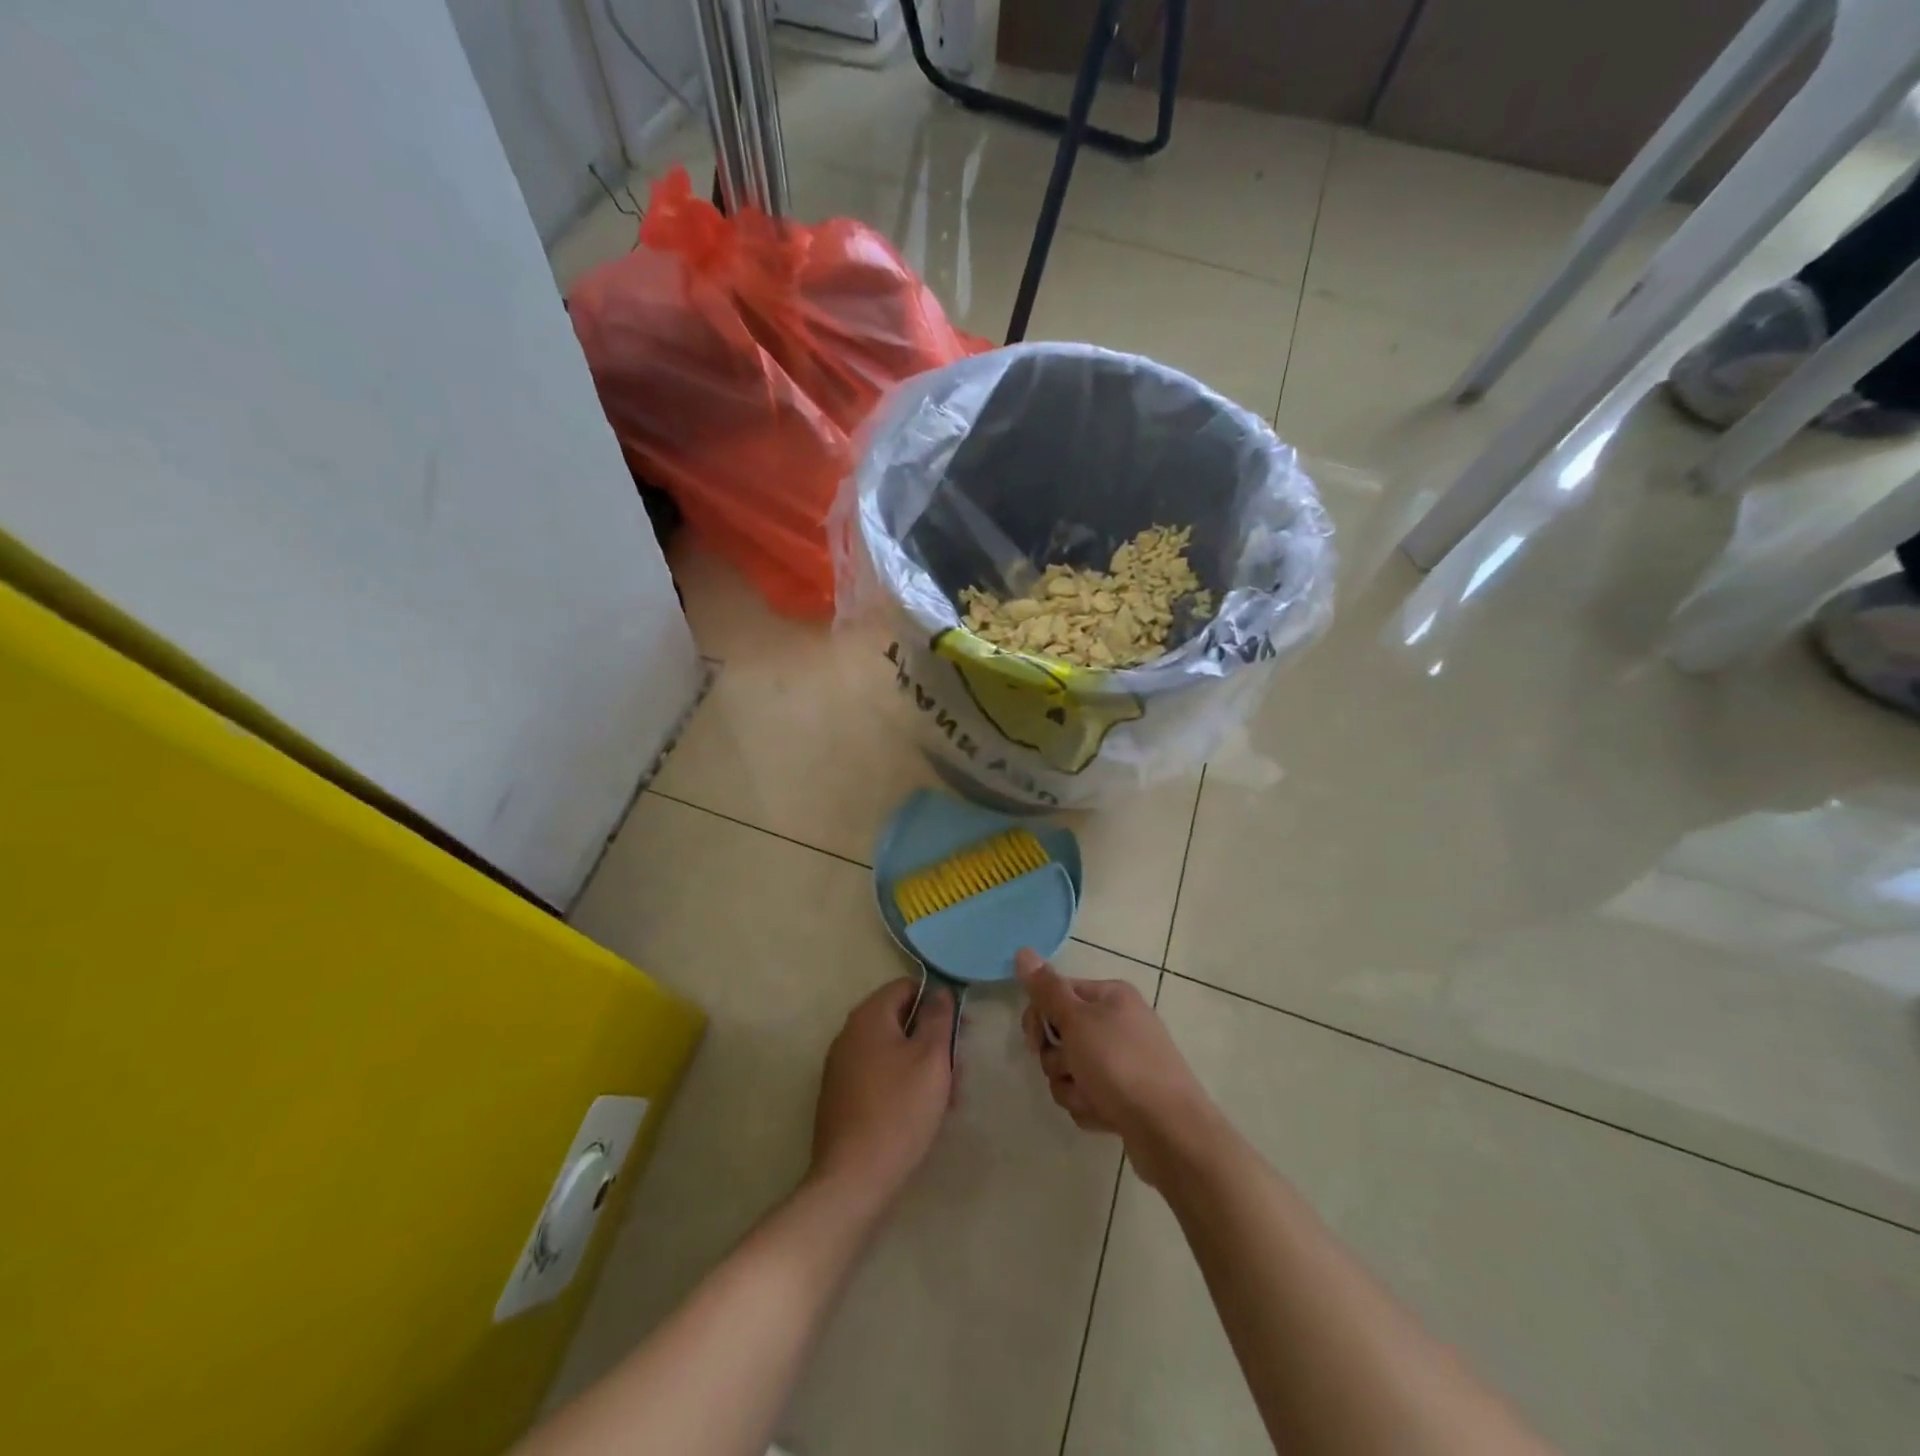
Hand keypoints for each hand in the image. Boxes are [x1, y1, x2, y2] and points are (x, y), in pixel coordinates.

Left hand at [808, 978, 954, 1211]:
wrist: (853, 1178)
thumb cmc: (899, 1110)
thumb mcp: (931, 1058)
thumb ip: (938, 1018)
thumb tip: (938, 991)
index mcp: (868, 1017)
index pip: (906, 987)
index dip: (936, 1002)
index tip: (960, 1029)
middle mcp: (849, 1034)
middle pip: (900, 1021)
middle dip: (933, 1041)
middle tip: (958, 1071)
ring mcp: (841, 1067)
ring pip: (892, 1052)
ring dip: (922, 1067)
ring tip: (947, 1099)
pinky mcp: (841, 1097)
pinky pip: (879, 1076)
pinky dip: (902, 1085)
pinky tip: (922, 1114)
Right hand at [1018, 949, 1215, 1186]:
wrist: (1169, 1129)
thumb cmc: (1119, 1064)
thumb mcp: (1077, 1020)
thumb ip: (1046, 989)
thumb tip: (1023, 951)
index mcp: (1110, 996)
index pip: (1057, 994)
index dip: (1040, 1018)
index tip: (1035, 1041)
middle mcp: (1118, 1022)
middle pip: (1062, 1035)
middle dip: (1058, 1060)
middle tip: (1071, 1069)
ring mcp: (1123, 1061)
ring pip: (1071, 1070)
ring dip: (1072, 1087)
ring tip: (1093, 1097)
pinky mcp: (1125, 1095)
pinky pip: (1088, 1095)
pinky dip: (1090, 1105)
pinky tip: (1106, 1115)